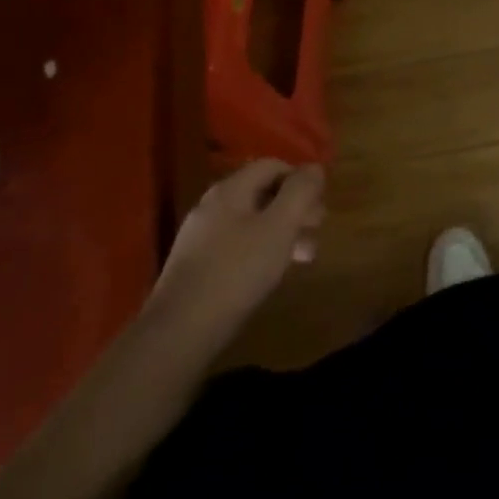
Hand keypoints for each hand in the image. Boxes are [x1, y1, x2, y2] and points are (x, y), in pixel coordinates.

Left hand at [147, 161, 325, 356]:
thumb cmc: (236, 272)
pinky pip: (237, 246)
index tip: (320, 202)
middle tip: (318, 229)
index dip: (300, 178)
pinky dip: (261, 251)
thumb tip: (314, 168)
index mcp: (230, 190)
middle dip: (294, 208)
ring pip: (251, 222)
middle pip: (262, 193)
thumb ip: (300, 193)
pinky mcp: (195, 267)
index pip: (272, 165)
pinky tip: (271, 274)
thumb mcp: (279, 228)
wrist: (178, 333)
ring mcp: (200, 237)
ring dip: (282, 232)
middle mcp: (212, 206)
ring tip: (304, 257)